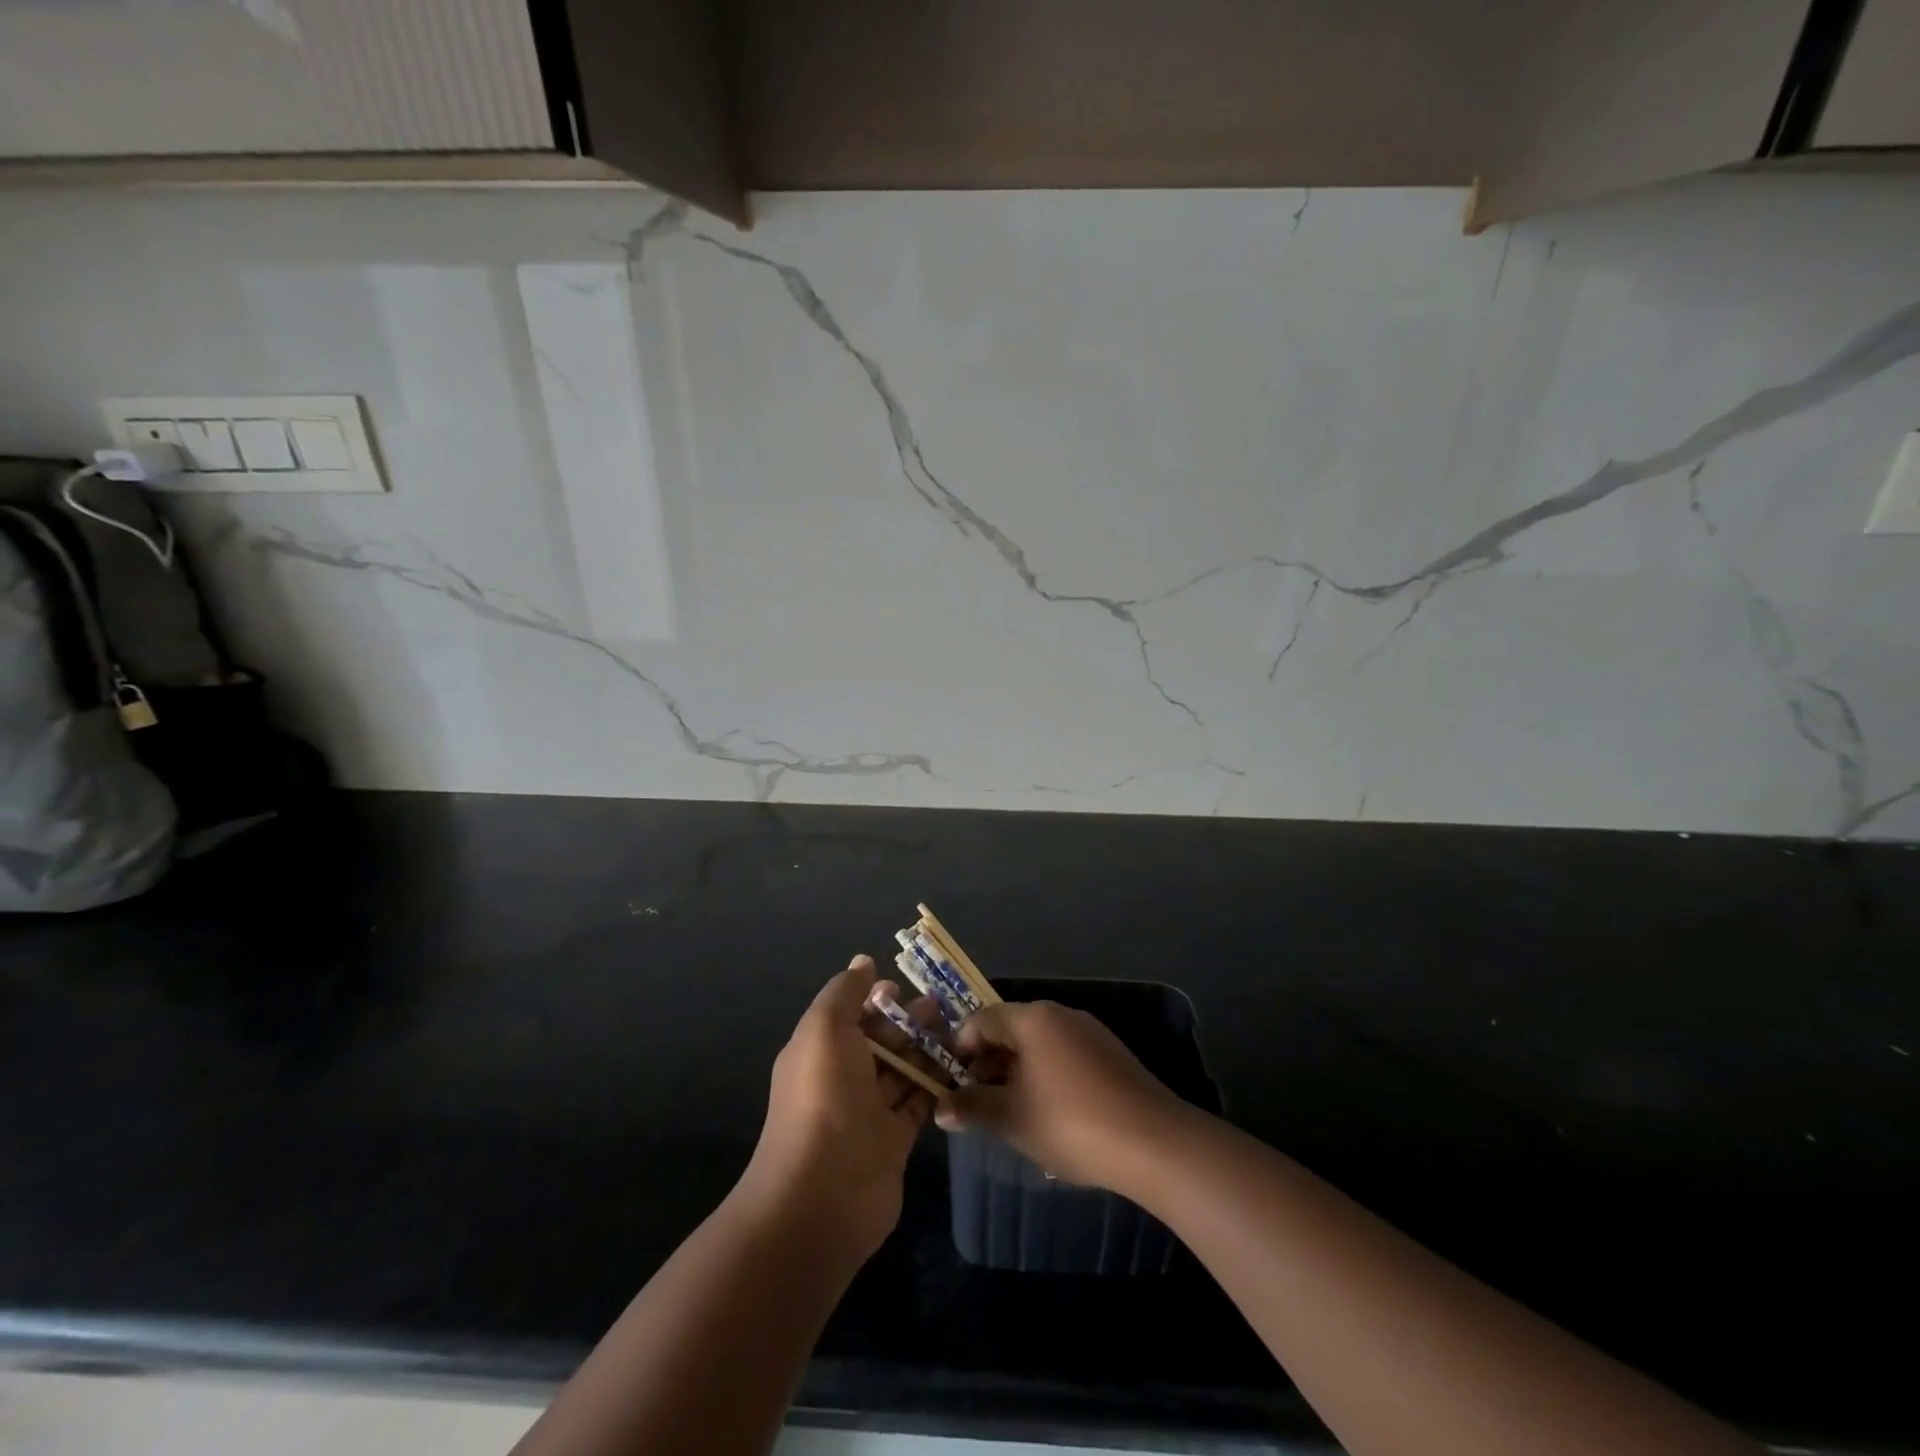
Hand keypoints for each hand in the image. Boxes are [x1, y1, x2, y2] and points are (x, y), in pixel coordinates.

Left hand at [737, 956, 938, 1265]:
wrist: (822, 1196)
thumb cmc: (822, 1099)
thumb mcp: (824, 1029)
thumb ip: (845, 993)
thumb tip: (863, 962)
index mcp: (820, 1049)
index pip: (851, 1014)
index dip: (877, 998)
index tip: (906, 986)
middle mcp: (842, 1077)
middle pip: (881, 1040)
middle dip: (909, 1020)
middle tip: (945, 1007)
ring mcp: (868, 1111)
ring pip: (902, 1069)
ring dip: (927, 1049)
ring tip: (960, 1032)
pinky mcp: (894, 1140)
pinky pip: (918, 1102)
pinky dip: (937, 1085)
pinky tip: (961, 1067)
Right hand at [935, 1000, 1191, 1193]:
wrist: (1154, 1142)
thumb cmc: (1071, 1123)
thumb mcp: (1013, 1120)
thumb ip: (972, 1108)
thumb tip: (940, 1108)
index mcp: (1032, 1019)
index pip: (982, 1019)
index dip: (961, 1048)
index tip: (951, 1082)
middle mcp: (1060, 1014)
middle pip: (1011, 1029)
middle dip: (988, 1063)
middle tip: (976, 1102)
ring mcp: (1090, 1032)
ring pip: (1039, 1044)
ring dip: (1017, 1072)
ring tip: (1009, 1112)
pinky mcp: (1111, 1054)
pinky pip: (1064, 1055)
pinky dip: (1046, 1075)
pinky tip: (1049, 1114)